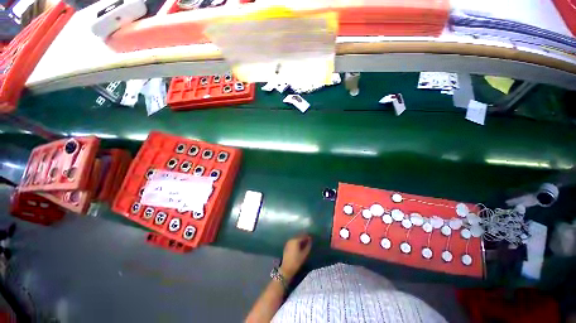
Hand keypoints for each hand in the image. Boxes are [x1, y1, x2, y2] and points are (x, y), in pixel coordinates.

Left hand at [280, 234, 311, 280]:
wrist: (286, 269)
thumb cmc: (296, 261)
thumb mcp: (304, 254)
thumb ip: (308, 246)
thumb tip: (310, 240)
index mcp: (295, 240)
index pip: (303, 236)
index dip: (308, 236)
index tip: (311, 237)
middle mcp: (291, 239)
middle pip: (299, 236)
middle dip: (304, 237)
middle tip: (309, 240)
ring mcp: (288, 242)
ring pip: (296, 238)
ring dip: (300, 239)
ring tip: (305, 242)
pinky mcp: (287, 246)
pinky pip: (293, 241)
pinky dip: (297, 242)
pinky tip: (300, 245)